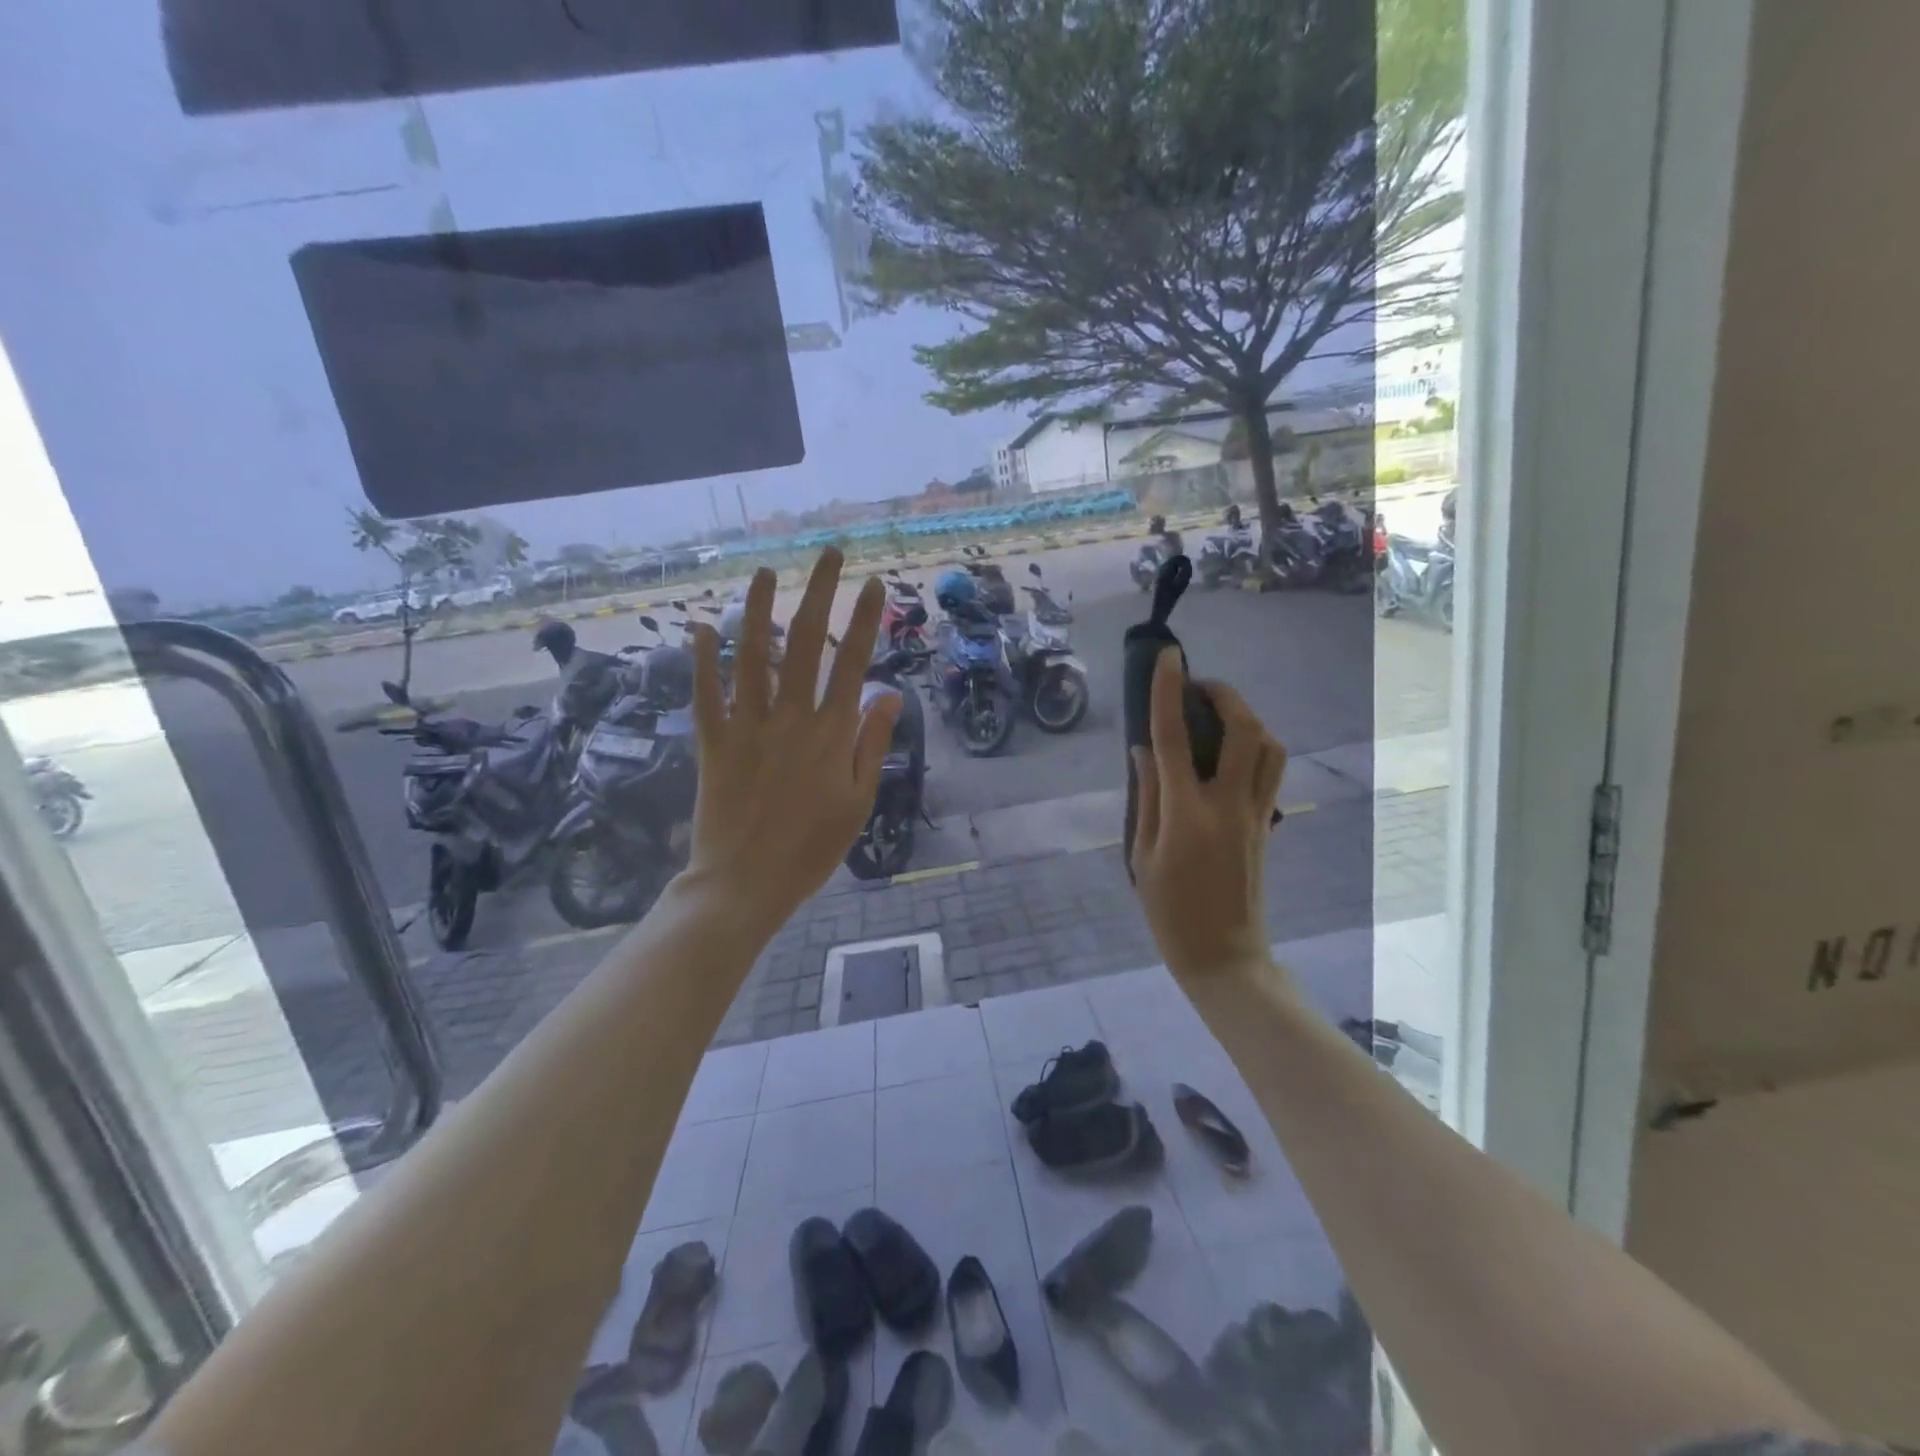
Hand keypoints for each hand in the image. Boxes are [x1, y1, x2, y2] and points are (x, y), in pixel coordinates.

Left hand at [684, 549, 900, 926]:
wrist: (746, 883)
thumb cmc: (812, 848)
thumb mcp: (858, 802)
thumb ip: (872, 744)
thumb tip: (890, 694)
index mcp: (831, 734)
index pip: (853, 663)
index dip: (865, 621)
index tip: (873, 584)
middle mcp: (790, 718)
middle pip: (806, 644)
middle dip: (819, 594)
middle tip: (829, 554)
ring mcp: (748, 727)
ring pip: (754, 657)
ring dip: (758, 610)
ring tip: (764, 572)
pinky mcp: (714, 743)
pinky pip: (707, 694)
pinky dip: (702, 660)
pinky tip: (700, 627)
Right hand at [1129, 647, 1286, 981]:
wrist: (1224, 956)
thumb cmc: (1170, 911)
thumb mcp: (1142, 855)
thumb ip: (1147, 796)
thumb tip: (1144, 749)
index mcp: (1187, 812)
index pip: (1175, 737)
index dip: (1169, 691)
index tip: (1168, 656)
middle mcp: (1228, 804)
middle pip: (1244, 730)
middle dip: (1224, 695)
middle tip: (1197, 688)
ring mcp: (1256, 813)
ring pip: (1270, 746)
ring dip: (1247, 718)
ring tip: (1218, 716)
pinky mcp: (1267, 824)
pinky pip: (1271, 770)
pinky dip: (1256, 745)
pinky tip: (1230, 752)